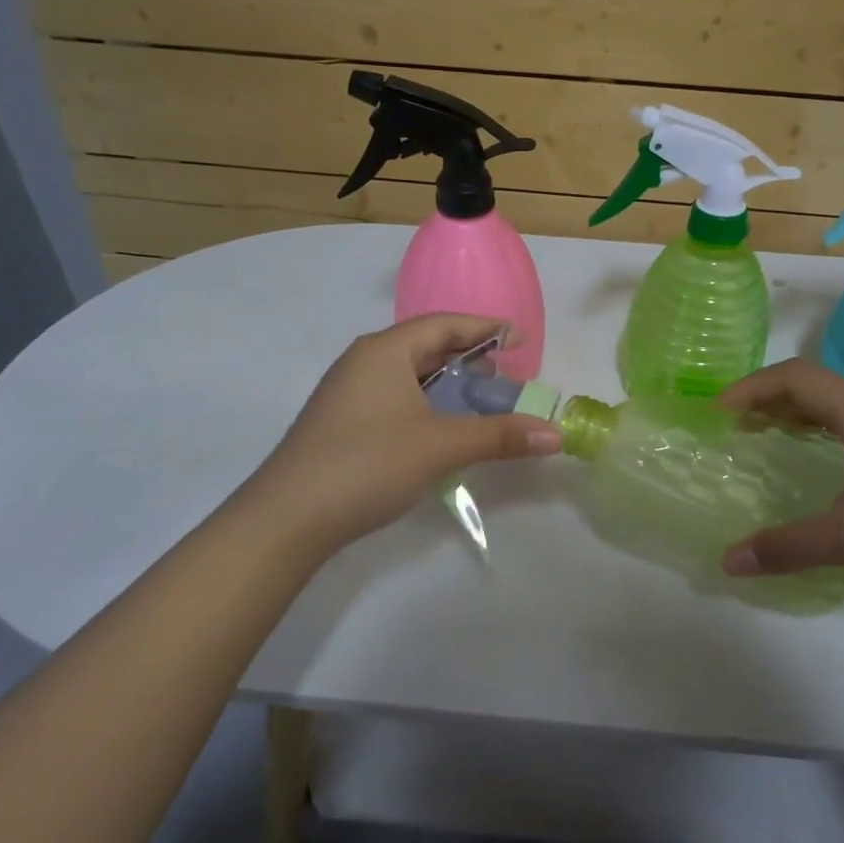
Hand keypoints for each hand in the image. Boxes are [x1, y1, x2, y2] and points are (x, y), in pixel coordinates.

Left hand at [244, 315, 561, 553]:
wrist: (287, 518)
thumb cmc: (367, 464)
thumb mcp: (440, 446)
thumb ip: (499, 436)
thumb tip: (557, 434)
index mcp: (385, 350)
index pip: (444, 324)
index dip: (485, 327)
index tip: (520, 337)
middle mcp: (364, 361)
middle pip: (426, 345)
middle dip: (468, 357)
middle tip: (504, 376)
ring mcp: (348, 392)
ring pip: (409, 374)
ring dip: (446, 383)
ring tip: (478, 402)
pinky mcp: (342, 421)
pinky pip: (395, 397)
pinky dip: (426, 403)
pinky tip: (440, 429)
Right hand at [716, 359, 843, 598]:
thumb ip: (786, 546)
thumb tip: (728, 562)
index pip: (794, 377)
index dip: (751, 388)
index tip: (719, 413)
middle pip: (817, 380)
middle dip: (771, 396)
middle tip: (740, 424)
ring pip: (843, 396)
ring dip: (803, 407)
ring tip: (775, 432)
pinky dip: (830, 421)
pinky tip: (831, 454)